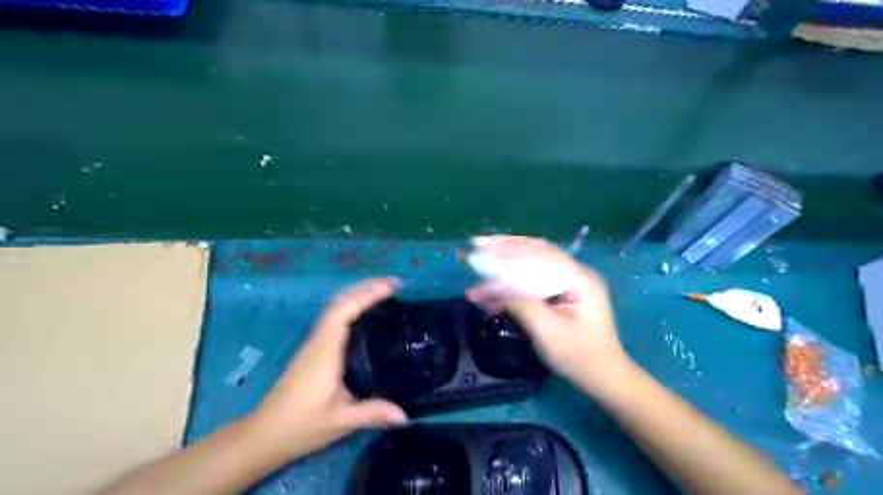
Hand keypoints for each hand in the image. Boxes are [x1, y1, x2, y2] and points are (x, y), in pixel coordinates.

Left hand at [248, 279, 405, 460]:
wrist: (262, 437)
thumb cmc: (299, 427)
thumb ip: (372, 414)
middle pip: (339, 302)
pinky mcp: (313, 351)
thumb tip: (406, 417)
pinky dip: (351, 306)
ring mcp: (313, 344)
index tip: (391, 287)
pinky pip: (334, 318)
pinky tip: (365, 314)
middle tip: (395, 284)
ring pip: (334, 308)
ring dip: (358, 294)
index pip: (343, 312)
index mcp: (324, 352)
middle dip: (365, 287)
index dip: (366, 295)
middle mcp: (318, 341)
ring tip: (384, 292)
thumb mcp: (339, 422)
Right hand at [465, 236, 631, 393]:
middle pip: (536, 251)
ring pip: (533, 263)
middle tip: (478, 244)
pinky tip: (494, 290)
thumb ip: (521, 305)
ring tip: (480, 264)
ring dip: (506, 264)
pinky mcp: (564, 292)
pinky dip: (513, 281)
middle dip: (504, 248)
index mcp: (579, 279)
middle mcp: (576, 273)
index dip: (507, 250)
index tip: (482, 248)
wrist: (603, 376)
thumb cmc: (578, 357)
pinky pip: (535, 278)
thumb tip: (494, 287)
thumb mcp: (547, 332)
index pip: (539, 255)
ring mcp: (571, 281)